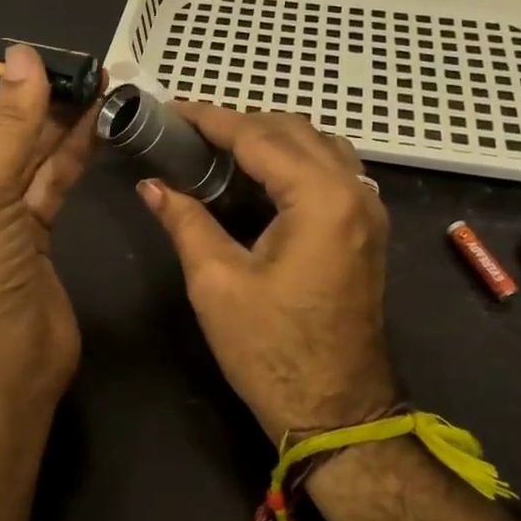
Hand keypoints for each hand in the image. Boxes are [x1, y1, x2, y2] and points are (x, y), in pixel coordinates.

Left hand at [0, 45, 97, 401]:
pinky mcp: (30, 232)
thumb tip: (28, 59)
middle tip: (61, 66)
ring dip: (51, 122)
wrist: (5, 369)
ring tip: (90, 84)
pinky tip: (97, 123)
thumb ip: (10, 128)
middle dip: (17, 100)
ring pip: (20, 155)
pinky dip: (70, 153)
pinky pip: (47, 180)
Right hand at [137, 106, 393, 441]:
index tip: (172, 109)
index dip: (211, 119)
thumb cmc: (271, 350)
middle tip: (188, 131)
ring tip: (219, 147)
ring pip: (318, 145)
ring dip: (270, 137)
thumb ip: (185, 221)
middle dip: (239, 123)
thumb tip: (151, 185)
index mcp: (321, 199)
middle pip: (293, 130)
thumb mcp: (216, 282)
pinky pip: (331, 170)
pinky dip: (294, 159)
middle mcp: (354, 192)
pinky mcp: (366, 230)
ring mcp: (368, 211)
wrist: (335, 412)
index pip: (259, 137)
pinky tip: (259, 174)